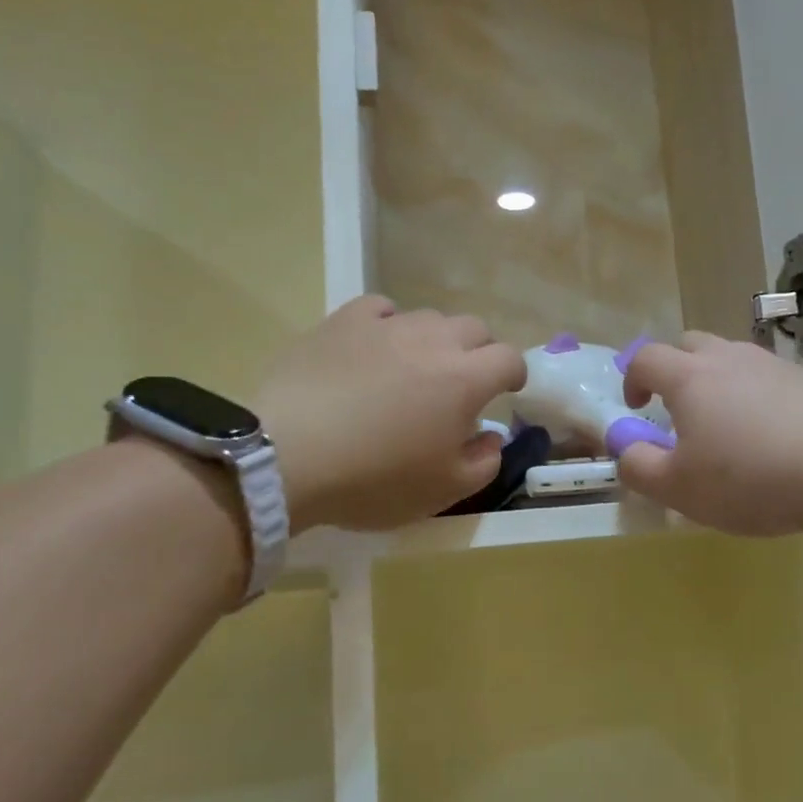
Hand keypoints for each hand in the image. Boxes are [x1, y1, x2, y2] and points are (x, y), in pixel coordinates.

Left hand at [257, 296, 526, 531]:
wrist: (288, 457)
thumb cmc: (375, 480)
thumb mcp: (444, 491)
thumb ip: (485, 462)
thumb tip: (493, 437)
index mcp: (466, 380)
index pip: (509, 358)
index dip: (514, 374)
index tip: (506, 391)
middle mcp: (434, 341)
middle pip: (474, 328)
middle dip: (479, 352)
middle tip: (462, 382)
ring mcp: (387, 326)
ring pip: (429, 318)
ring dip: (435, 340)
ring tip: (415, 367)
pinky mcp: (343, 322)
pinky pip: (381, 309)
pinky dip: (389, 325)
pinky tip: (376, 346)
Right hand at [617, 334, 802, 536]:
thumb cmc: (750, 479)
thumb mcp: (679, 488)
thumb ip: (638, 467)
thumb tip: (624, 448)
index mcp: (690, 378)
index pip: (646, 359)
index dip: (632, 380)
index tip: (637, 409)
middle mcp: (728, 358)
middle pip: (689, 345)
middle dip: (674, 371)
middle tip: (680, 413)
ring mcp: (772, 365)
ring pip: (731, 359)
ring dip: (716, 382)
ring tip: (726, 427)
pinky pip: (765, 378)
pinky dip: (754, 396)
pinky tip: (770, 436)